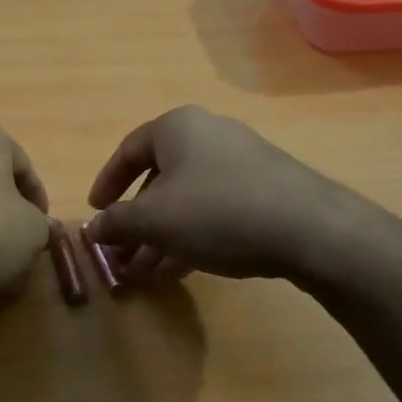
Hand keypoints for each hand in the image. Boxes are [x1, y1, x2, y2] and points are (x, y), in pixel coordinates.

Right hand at [86, 106, 371, 282]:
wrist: (310, 229)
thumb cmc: (216, 210)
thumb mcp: (154, 220)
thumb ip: (117, 223)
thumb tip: (92, 229)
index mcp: (177, 128)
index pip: (128, 150)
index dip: (106, 184)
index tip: (95, 214)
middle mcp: (208, 136)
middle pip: (159, 179)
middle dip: (136, 222)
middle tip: (120, 254)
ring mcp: (241, 163)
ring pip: (187, 200)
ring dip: (161, 236)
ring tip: (143, 273)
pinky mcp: (266, 191)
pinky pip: (215, 211)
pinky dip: (192, 236)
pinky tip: (179, 270)